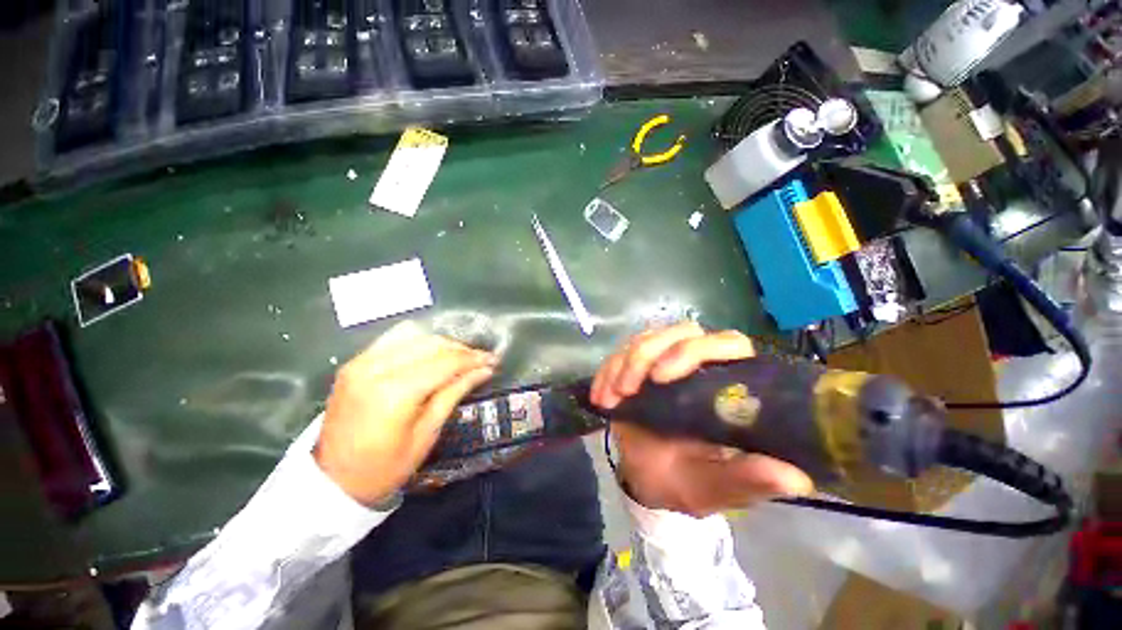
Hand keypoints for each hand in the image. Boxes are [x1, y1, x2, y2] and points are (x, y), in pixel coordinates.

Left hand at [315, 324, 497, 504]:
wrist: (331, 482)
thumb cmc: (385, 467)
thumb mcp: (427, 433)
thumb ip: (454, 393)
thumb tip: (484, 370)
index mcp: (395, 392)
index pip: (445, 362)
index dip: (473, 359)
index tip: (493, 360)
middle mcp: (376, 368)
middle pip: (431, 344)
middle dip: (461, 349)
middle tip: (480, 360)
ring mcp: (360, 362)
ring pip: (414, 335)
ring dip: (441, 343)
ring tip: (458, 357)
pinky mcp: (353, 363)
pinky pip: (393, 339)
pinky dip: (418, 341)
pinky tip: (430, 354)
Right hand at [590, 322, 812, 516]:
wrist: (646, 478)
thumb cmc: (685, 481)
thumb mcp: (714, 487)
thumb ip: (747, 481)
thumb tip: (797, 477)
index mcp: (727, 385)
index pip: (727, 343)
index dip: (695, 351)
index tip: (662, 378)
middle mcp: (698, 365)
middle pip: (680, 331)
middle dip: (648, 353)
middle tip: (627, 388)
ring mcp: (663, 361)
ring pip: (647, 337)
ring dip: (624, 363)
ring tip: (612, 397)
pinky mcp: (636, 366)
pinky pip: (619, 353)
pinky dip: (607, 371)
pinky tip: (601, 397)